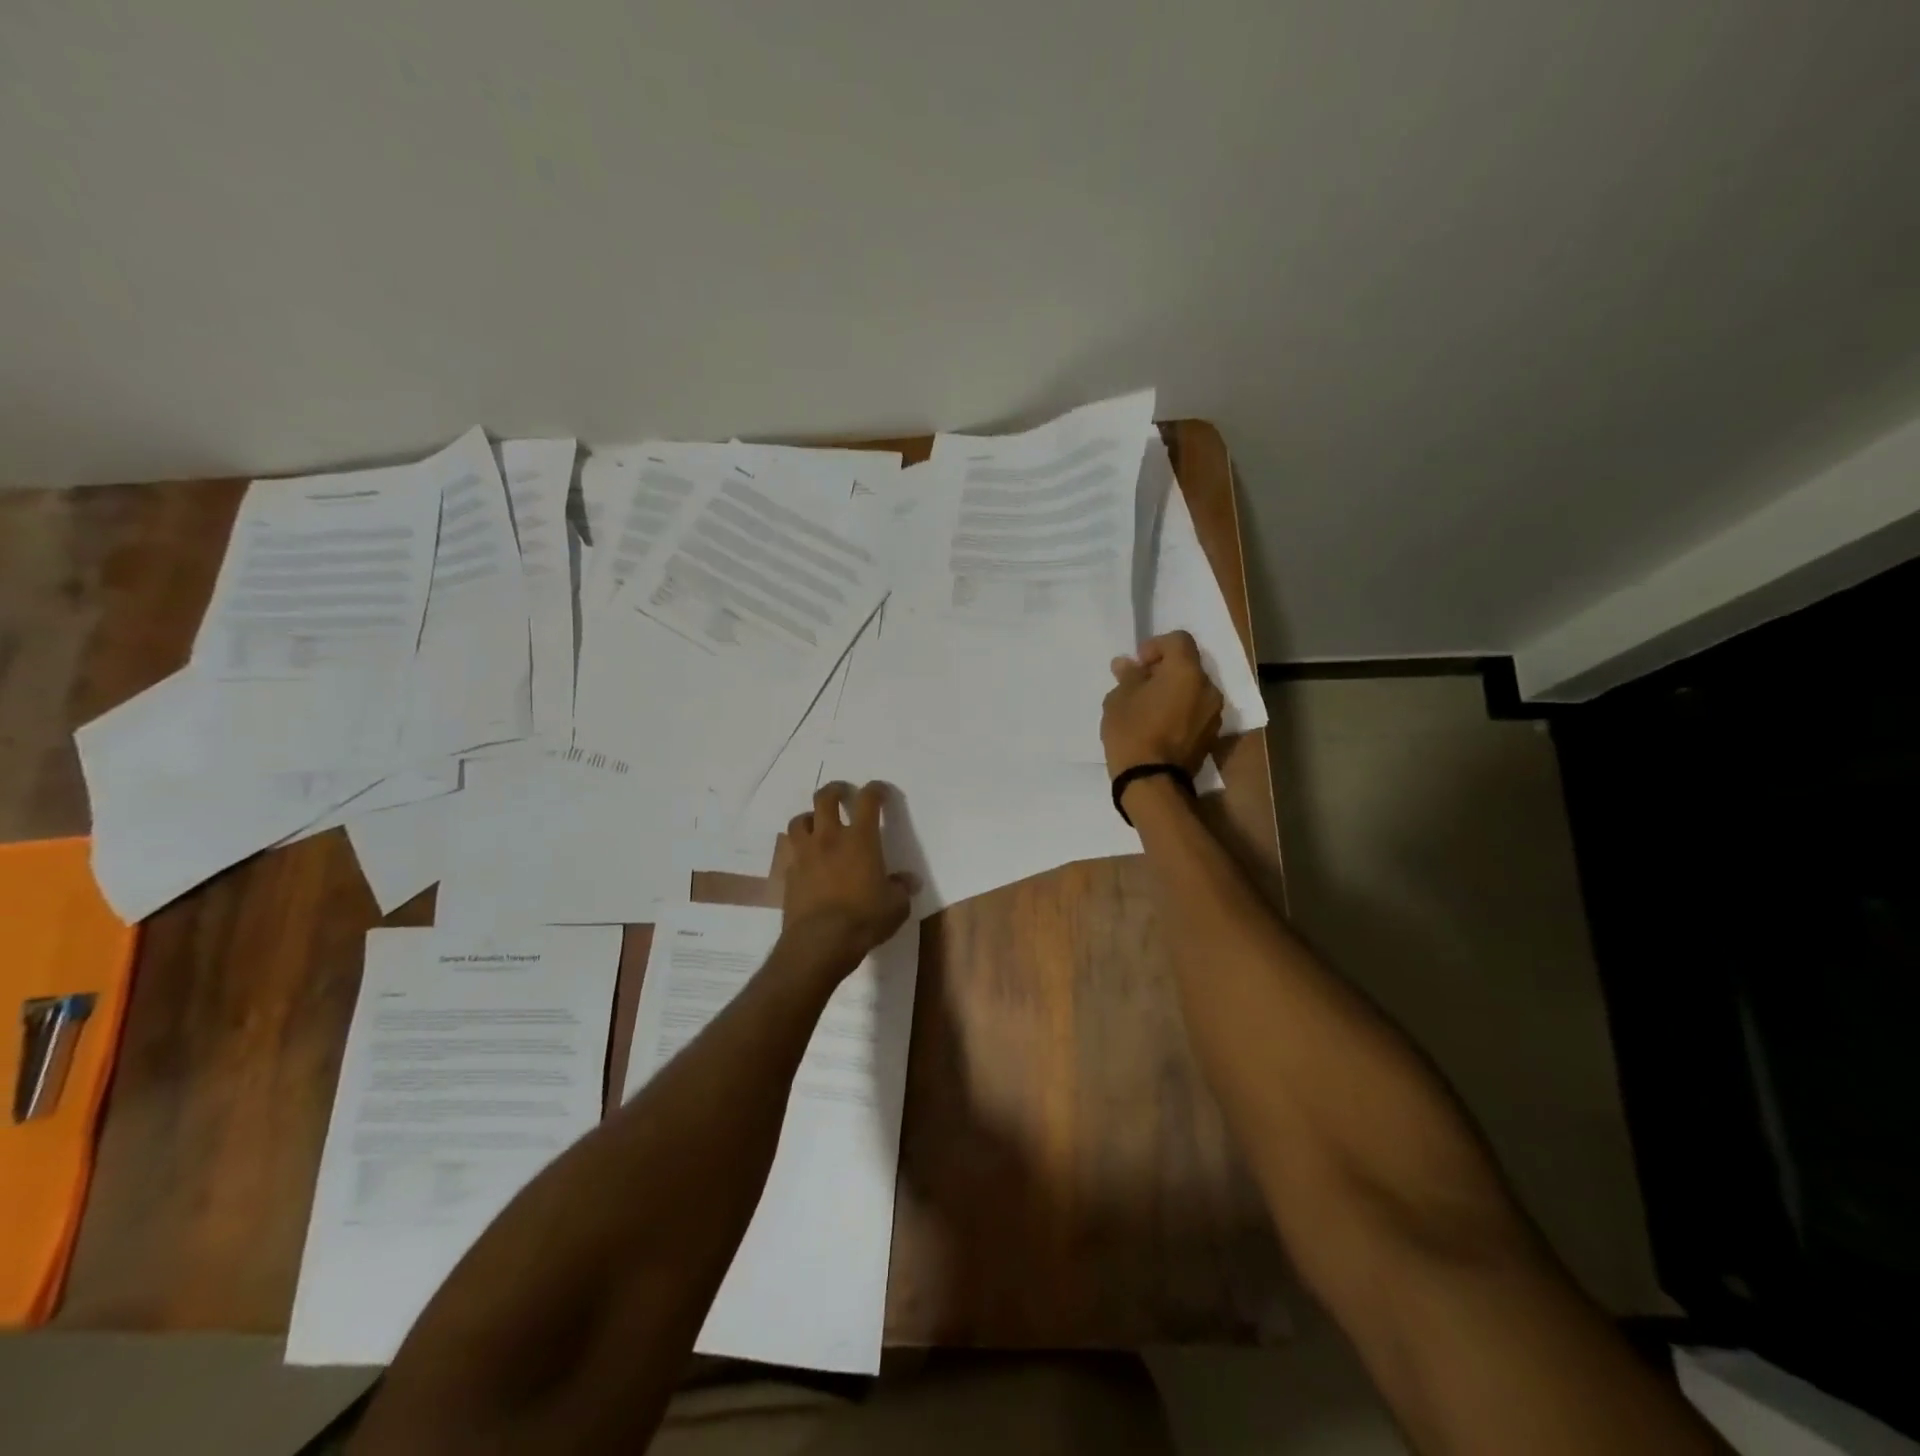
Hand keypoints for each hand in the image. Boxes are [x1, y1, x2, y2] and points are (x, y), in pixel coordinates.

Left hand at [773, 782, 912, 971]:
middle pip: (825, 799)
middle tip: (843, 793)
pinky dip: (800, 848)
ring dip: (810, 817)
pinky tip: (809, 859)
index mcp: (860, 839)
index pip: (867, 801)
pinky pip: (792, 850)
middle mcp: (829, 839)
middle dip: (835, 790)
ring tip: (818, 824)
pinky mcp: (789, 874)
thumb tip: (908, 881)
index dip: (875, 790)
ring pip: (800, 820)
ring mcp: (805, 855)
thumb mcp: (895, 906)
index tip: (880, 791)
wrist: (819, 942)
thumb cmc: (864, 918)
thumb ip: (901, 888)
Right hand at [1101, 630, 1223, 777]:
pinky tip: (1160, 725)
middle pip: (1188, 665)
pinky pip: (1196, 710)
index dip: (1156, 645)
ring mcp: (1213, 713)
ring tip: (1149, 707)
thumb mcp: (1119, 699)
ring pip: (1193, 689)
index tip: (1137, 663)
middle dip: (1165, 669)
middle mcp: (1208, 687)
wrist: (1152, 782)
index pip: (1178, 640)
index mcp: (1186, 671)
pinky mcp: (1212, 735)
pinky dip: (1181, 709)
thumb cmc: (1132, 732)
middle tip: (1140, 685)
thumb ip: (1128, 676)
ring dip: (1174, 691)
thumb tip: (1126, 664)